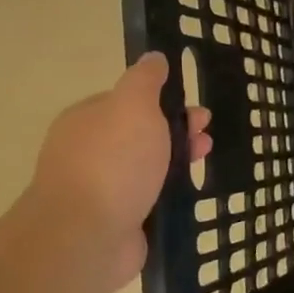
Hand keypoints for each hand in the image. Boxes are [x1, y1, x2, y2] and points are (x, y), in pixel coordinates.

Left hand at [24, 52, 210, 287]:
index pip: (128, 102)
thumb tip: (154, 57)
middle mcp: (89, 151)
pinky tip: (188, 191)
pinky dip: (168, 192)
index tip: (194, 108)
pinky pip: (148, 198)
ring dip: (177, 160)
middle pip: (141, 134)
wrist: (87, 235)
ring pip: (147, 166)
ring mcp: (101, 189)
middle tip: (206, 136)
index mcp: (87, 119)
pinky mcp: (115, 221)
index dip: (164, 102)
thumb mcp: (134, 105)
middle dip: (177, 131)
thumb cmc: (113, 162)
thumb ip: (145, 80)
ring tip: (204, 161)